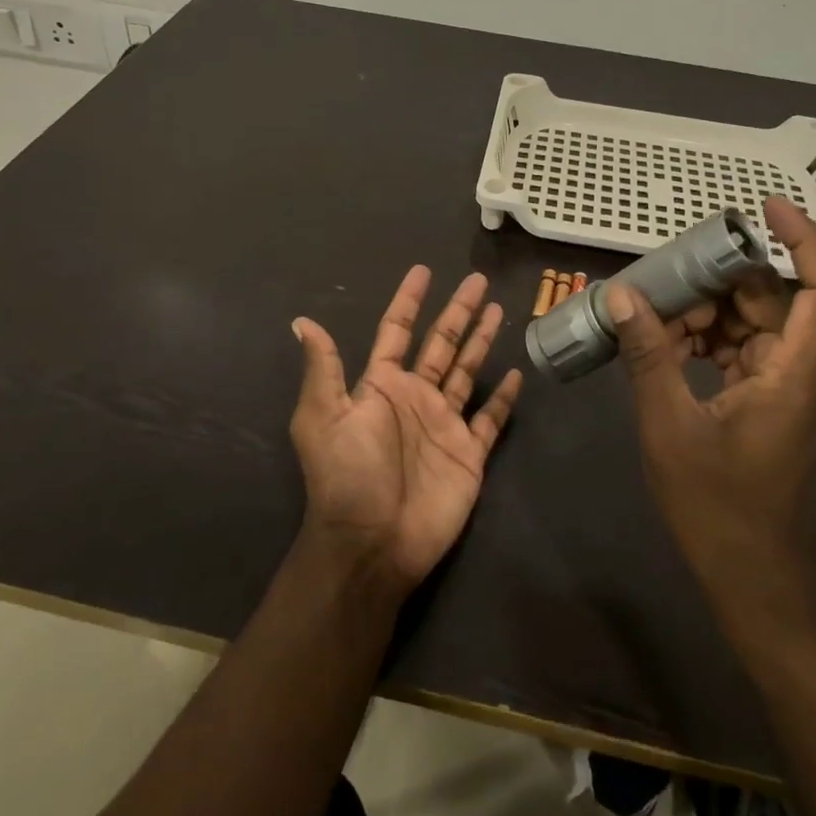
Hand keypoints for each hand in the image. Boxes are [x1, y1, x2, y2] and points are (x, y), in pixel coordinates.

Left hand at [290, 268, 523, 593]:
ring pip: (467, 371)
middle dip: (458, 311)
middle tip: (477, 280)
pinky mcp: (469, 453)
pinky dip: (502, 397)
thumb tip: (301, 322)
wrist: (373, 544)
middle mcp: (415, 397)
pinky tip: (514, 373)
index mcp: (382, 386)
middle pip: (441, 343)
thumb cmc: (347, 476)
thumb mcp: (324, 417)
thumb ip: (323, 369)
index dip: (409, 301)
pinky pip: (490, 418)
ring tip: (498, 309)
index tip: (422, 271)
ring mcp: (444, 424)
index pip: (397, 331)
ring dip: (482, 341)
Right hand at [606, 196, 815, 623]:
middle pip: (777, 300)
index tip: (764, 207)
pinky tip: (666, 347)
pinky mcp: (775, 405)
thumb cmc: (720, 510)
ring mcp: (793, 390)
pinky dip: (710, 341)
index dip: (804, 239)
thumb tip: (622, 296)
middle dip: (722, 279)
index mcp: (799, 374)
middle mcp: (807, 373)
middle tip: (666, 272)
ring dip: (709, 313)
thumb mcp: (671, 427)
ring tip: (654, 315)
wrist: (760, 584)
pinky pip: (746, 352)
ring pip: (758, 325)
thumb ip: (649, 356)